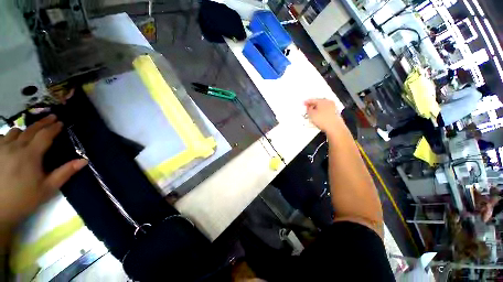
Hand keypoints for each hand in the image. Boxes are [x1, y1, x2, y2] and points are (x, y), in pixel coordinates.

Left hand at [0, 115, 86, 230]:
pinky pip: (2, 137)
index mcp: (30, 155)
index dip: (53, 128)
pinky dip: (10, 136)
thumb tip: (84, 160)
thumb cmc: (24, 199)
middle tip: (51, 117)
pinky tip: (12, 142)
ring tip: (31, 133)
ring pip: (15, 131)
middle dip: (42, 123)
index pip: (45, 135)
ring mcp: (2, 148)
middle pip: (30, 130)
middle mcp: (15, 147)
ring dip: (25, 130)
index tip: (60, 122)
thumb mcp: (48, 189)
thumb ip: (64, 173)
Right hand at [304, 99, 339, 134]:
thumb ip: (308, 109)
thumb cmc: (322, 120)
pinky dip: (321, 112)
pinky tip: (319, 116)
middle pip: (318, 102)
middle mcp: (328, 102)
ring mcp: (333, 107)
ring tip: (313, 113)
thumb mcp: (311, 114)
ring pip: (322, 106)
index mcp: (322, 101)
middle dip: (313, 105)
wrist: (334, 127)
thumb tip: (309, 107)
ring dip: (317, 109)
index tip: (304, 103)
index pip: (312, 100)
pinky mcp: (335, 113)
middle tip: (308, 108)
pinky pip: (326, 110)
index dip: (307, 102)